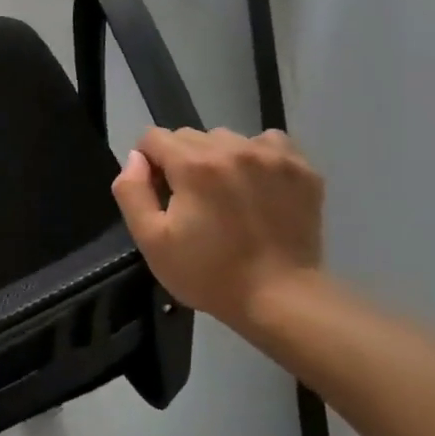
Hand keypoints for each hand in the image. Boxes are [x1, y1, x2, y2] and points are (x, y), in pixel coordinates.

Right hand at [111, 127, 324, 332]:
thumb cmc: (209, 274)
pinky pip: (268, 143)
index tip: (160, 195)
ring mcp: (272, 156)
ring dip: (219, 159)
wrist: (281, 299)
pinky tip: (258, 187)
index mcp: (193, 164)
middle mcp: (233, 148)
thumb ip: (132, 191)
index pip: (154, 137)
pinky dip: (257, 158)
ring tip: (228, 196)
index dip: (149, 164)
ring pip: (227, 139)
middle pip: (190, 136)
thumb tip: (136, 158)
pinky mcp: (302, 168)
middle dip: (182, 161)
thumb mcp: (151, 240)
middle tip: (193, 202)